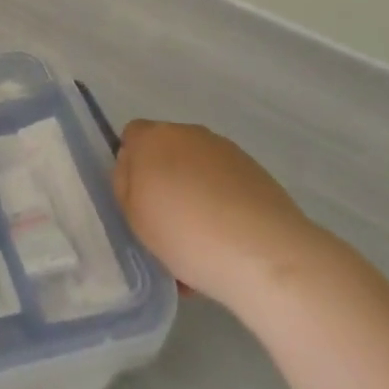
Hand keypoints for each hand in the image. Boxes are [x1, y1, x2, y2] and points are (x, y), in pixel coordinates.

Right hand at [112, 120, 328, 313]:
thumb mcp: (132, 215)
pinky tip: (226, 246)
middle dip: (164, 182)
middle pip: (167, 153)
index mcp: (153, 138)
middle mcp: (190, 134)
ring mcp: (227, 152)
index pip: (132, 136)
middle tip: (165, 226)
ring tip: (200, 246)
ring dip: (193, 196)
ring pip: (198, 172)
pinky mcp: (257, 173)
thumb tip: (134, 169)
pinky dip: (221, 207)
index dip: (131, 166)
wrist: (264, 254)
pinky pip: (225, 187)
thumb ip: (125, 184)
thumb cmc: (185, 232)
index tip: (137, 201)